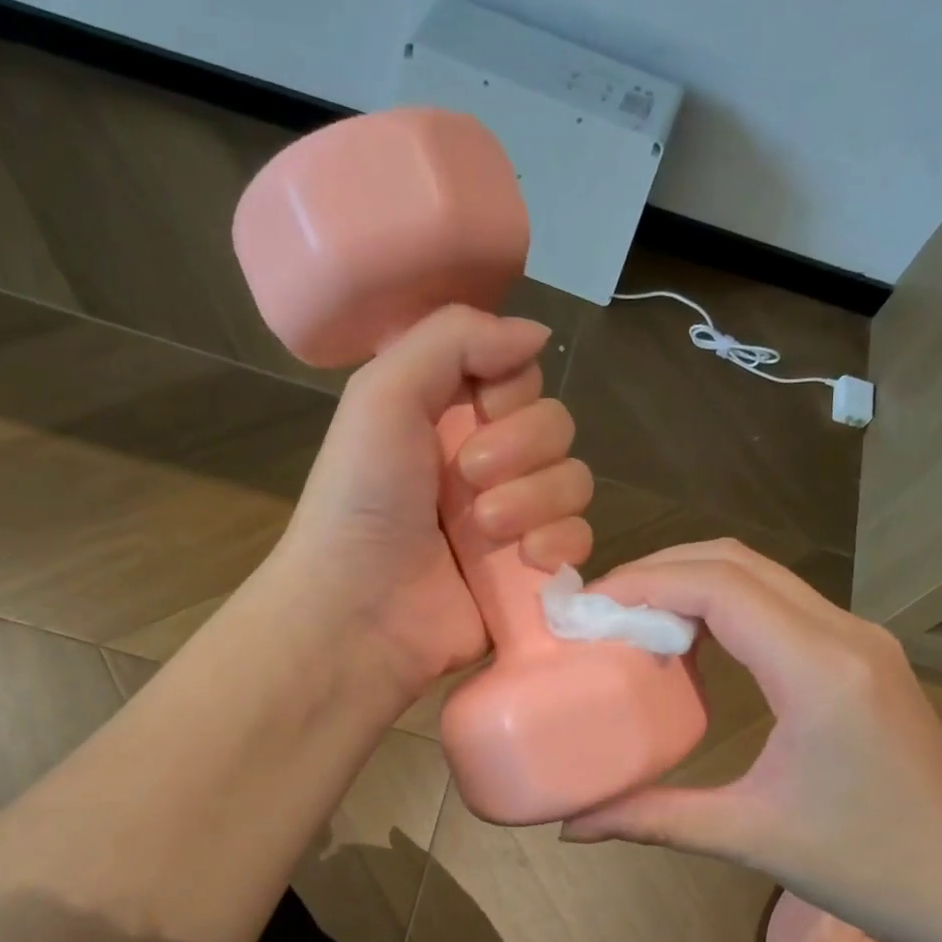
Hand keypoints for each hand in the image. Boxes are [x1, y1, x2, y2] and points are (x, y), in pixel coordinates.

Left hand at [272, 305, 594, 700]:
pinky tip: (527, 559)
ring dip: (536, 499)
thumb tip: (538, 333)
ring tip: (485, 528)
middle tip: (468, 479)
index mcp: (450, 418)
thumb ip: (455, 338)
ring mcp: (514, 521)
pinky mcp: (532, 572)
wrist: (359, 609)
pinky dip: (561, 543)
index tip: (479, 409)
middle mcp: (488, 464)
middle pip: (557, 427)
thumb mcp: (384, 393)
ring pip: (575, 481)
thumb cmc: (362, 499)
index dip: (512, 391)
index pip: (522, 378)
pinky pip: (581, 538)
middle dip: (521, 448)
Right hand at [561, 540, 941, 941]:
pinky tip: (693, 640)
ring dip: (692, 581)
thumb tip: (570, 827)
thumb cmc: (873, 869)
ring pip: (761, 573)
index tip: (588, 605)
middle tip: (601, 607)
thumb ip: (654, 820)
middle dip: (660, 571)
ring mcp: (859, 636)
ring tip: (634, 618)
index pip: (719, 587)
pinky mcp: (862, 652)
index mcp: (818, 670)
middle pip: (736, 561)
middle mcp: (843, 633)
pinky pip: (780, 601)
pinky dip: (724, 602)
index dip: (645, 583)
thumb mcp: (751, 839)